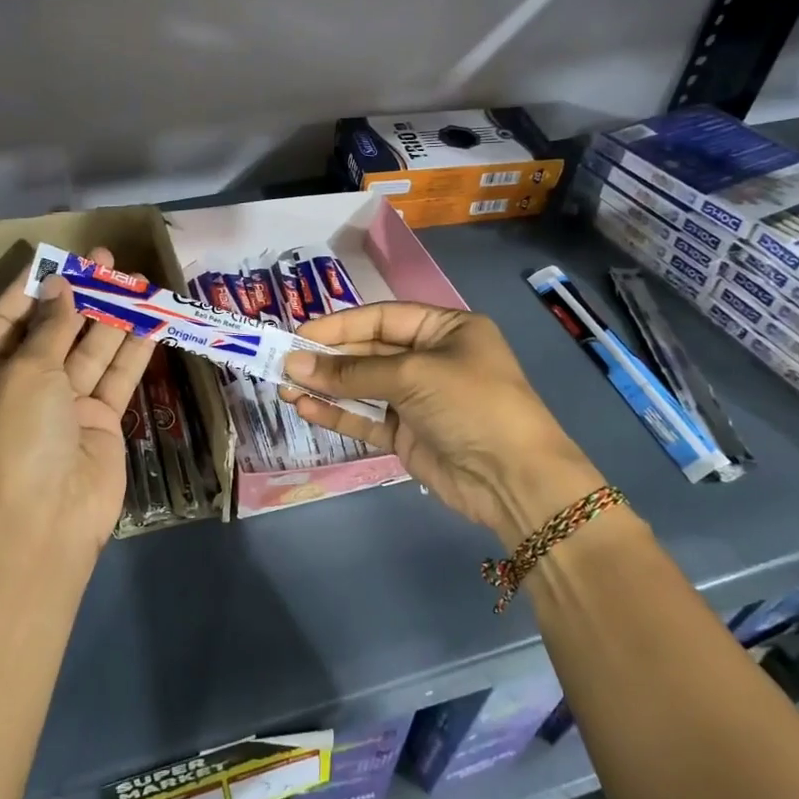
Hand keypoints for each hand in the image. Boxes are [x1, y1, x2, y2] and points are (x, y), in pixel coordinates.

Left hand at [0, 248, 153, 553]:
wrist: (47, 519)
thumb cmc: (19, 437)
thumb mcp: (25, 372)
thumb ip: (49, 328)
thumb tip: (60, 287)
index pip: (6, 321)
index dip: (31, 288)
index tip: (56, 258)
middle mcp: (22, 387)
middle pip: (54, 331)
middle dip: (79, 295)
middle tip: (106, 260)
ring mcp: (64, 405)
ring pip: (90, 350)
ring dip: (111, 316)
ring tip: (134, 280)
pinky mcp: (99, 420)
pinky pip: (116, 376)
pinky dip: (133, 350)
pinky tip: (152, 320)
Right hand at [283, 303, 605, 549]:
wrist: (516, 479)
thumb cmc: (472, 404)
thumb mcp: (413, 376)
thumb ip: (352, 372)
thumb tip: (294, 365)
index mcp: (445, 329)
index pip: (381, 318)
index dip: (339, 326)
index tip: (299, 335)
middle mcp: (430, 359)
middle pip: (368, 351)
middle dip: (327, 358)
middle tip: (282, 363)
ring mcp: (418, 399)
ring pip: (362, 387)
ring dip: (325, 387)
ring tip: (283, 387)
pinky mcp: (408, 434)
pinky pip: (366, 418)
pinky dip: (337, 413)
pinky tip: (305, 408)